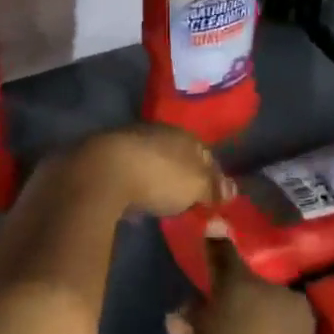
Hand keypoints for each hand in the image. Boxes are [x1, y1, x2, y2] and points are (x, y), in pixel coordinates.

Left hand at [56, 123, 230, 219]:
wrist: (101, 171)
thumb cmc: (158, 176)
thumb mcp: (196, 186)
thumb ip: (214, 188)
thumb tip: (232, 190)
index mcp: (181, 134)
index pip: (204, 152)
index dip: (212, 173)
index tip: (216, 195)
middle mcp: (155, 131)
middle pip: (176, 154)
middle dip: (182, 174)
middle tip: (190, 199)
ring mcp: (127, 142)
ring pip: (150, 160)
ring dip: (156, 177)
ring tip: (162, 201)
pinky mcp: (103, 159)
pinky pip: (128, 172)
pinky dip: (134, 185)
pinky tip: (134, 202)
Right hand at [170, 224, 315, 333]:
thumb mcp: (234, 283)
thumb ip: (223, 255)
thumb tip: (216, 221)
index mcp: (293, 308)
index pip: (269, 280)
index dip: (244, 269)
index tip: (218, 258)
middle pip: (247, 308)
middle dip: (222, 296)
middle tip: (195, 277)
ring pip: (225, 332)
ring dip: (203, 318)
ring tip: (179, 299)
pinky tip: (173, 324)